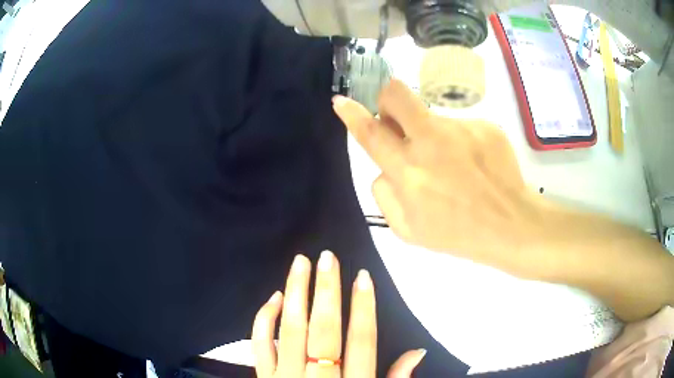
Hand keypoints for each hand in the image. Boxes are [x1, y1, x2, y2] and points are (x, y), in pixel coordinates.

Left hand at [252, 251, 425, 376]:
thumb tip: (418, 352)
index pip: (362, 341)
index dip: (364, 307)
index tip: (363, 277)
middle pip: (324, 330)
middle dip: (327, 292)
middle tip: (327, 258)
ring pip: (290, 330)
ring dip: (295, 294)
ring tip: (300, 265)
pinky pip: (259, 345)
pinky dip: (265, 320)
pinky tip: (273, 299)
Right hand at [333, 79, 541, 276]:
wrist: (510, 224)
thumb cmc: (458, 234)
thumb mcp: (408, 231)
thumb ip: (385, 196)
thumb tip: (384, 169)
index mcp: (409, 173)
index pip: (371, 134)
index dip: (352, 114)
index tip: (341, 100)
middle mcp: (431, 143)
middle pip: (397, 96)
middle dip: (388, 99)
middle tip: (397, 116)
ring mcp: (461, 130)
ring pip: (432, 117)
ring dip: (433, 135)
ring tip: (456, 164)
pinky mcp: (484, 126)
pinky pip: (461, 127)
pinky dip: (461, 142)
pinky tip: (475, 164)